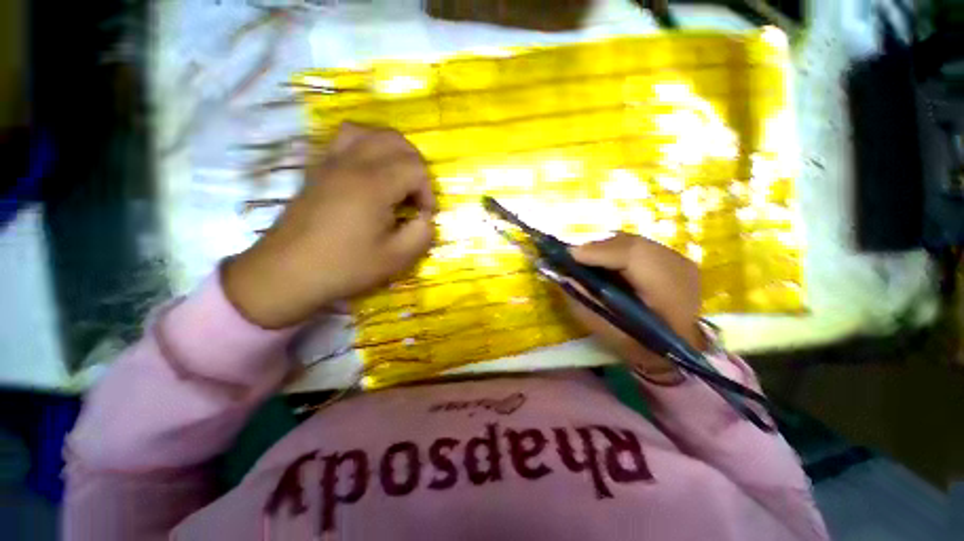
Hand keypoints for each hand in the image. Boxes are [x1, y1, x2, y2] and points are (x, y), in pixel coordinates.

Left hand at [224, 123, 435, 328]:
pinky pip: (344, 140)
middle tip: (415, 195)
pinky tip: (368, 173)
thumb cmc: (345, 266)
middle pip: (395, 140)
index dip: (428, 192)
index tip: (423, 216)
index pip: (416, 168)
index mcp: (374, 185)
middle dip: (415, 166)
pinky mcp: (318, 170)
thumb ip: (422, 234)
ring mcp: (331, 163)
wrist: (287, 273)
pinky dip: (366, 147)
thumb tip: (425, 218)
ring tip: (395, 177)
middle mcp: (352, 163)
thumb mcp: (396, 259)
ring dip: (391, 150)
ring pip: (368, 132)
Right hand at [567, 233, 703, 384]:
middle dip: (597, 248)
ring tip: (584, 260)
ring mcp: (679, 260)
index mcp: (671, 293)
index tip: (569, 255)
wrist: (679, 348)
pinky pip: (637, 246)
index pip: (634, 256)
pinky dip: (615, 250)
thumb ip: (586, 303)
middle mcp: (679, 269)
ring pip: (633, 242)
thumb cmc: (642, 347)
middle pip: (631, 244)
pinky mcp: (672, 258)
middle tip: (572, 258)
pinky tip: (603, 262)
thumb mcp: (609, 332)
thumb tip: (566, 277)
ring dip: (605, 248)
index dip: (599, 252)